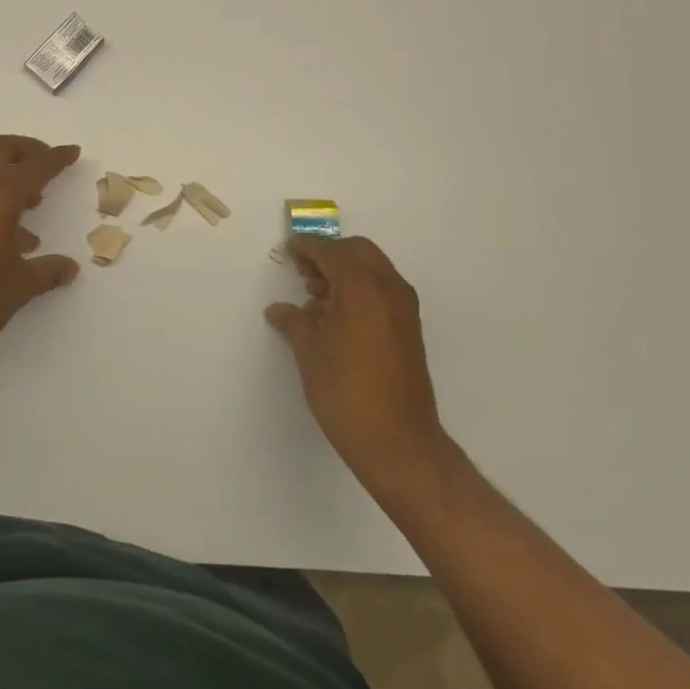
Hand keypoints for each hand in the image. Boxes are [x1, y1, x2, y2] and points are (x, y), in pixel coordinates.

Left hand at [0, 135, 81, 373]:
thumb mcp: (20, 286)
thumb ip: (48, 271)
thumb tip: (69, 268)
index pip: (34, 166)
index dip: (56, 157)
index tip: (72, 151)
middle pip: (0, 149)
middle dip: (26, 150)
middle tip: (47, 164)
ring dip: (6, 174)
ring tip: (32, 203)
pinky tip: (5, 233)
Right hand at [265, 236, 456, 501]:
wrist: (397, 441)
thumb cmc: (345, 392)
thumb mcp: (310, 353)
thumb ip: (295, 322)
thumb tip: (280, 310)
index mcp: (361, 286)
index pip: (330, 251)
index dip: (306, 247)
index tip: (288, 250)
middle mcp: (388, 288)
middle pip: (357, 251)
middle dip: (329, 255)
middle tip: (303, 274)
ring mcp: (404, 307)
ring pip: (373, 269)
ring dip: (345, 272)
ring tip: (315, 298)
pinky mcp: (409, 327)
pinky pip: (382, 290)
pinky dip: (360, 289)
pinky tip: (337, 317)